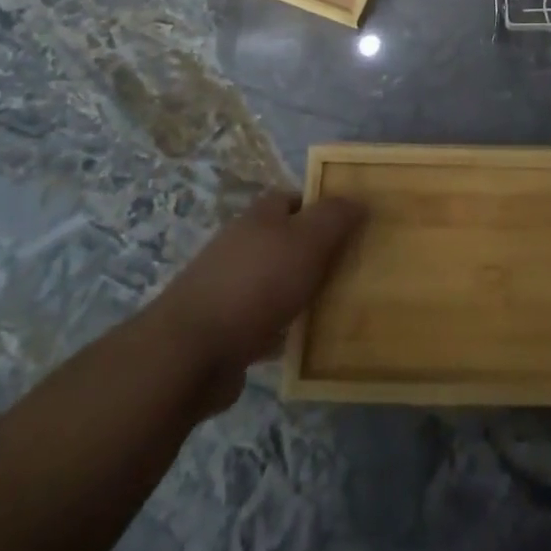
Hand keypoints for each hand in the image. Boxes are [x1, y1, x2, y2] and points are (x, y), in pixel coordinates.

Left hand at [153, 190, 364, 406]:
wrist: (192, 352)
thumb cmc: (257, 283)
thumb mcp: (308, 240)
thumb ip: (335, 217)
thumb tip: (358, 199)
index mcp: (260, 216)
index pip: (295, 198)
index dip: (322, 207)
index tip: (351, 226)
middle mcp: (241, 244)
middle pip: (285, 239)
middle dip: (314, 252)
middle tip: (350, 268)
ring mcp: (228, 286)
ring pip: (275, 281)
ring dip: (299, 291)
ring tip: (334, 306)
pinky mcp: (223, 328)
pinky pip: (262, 320)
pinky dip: (282, 328)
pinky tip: (302, 342)